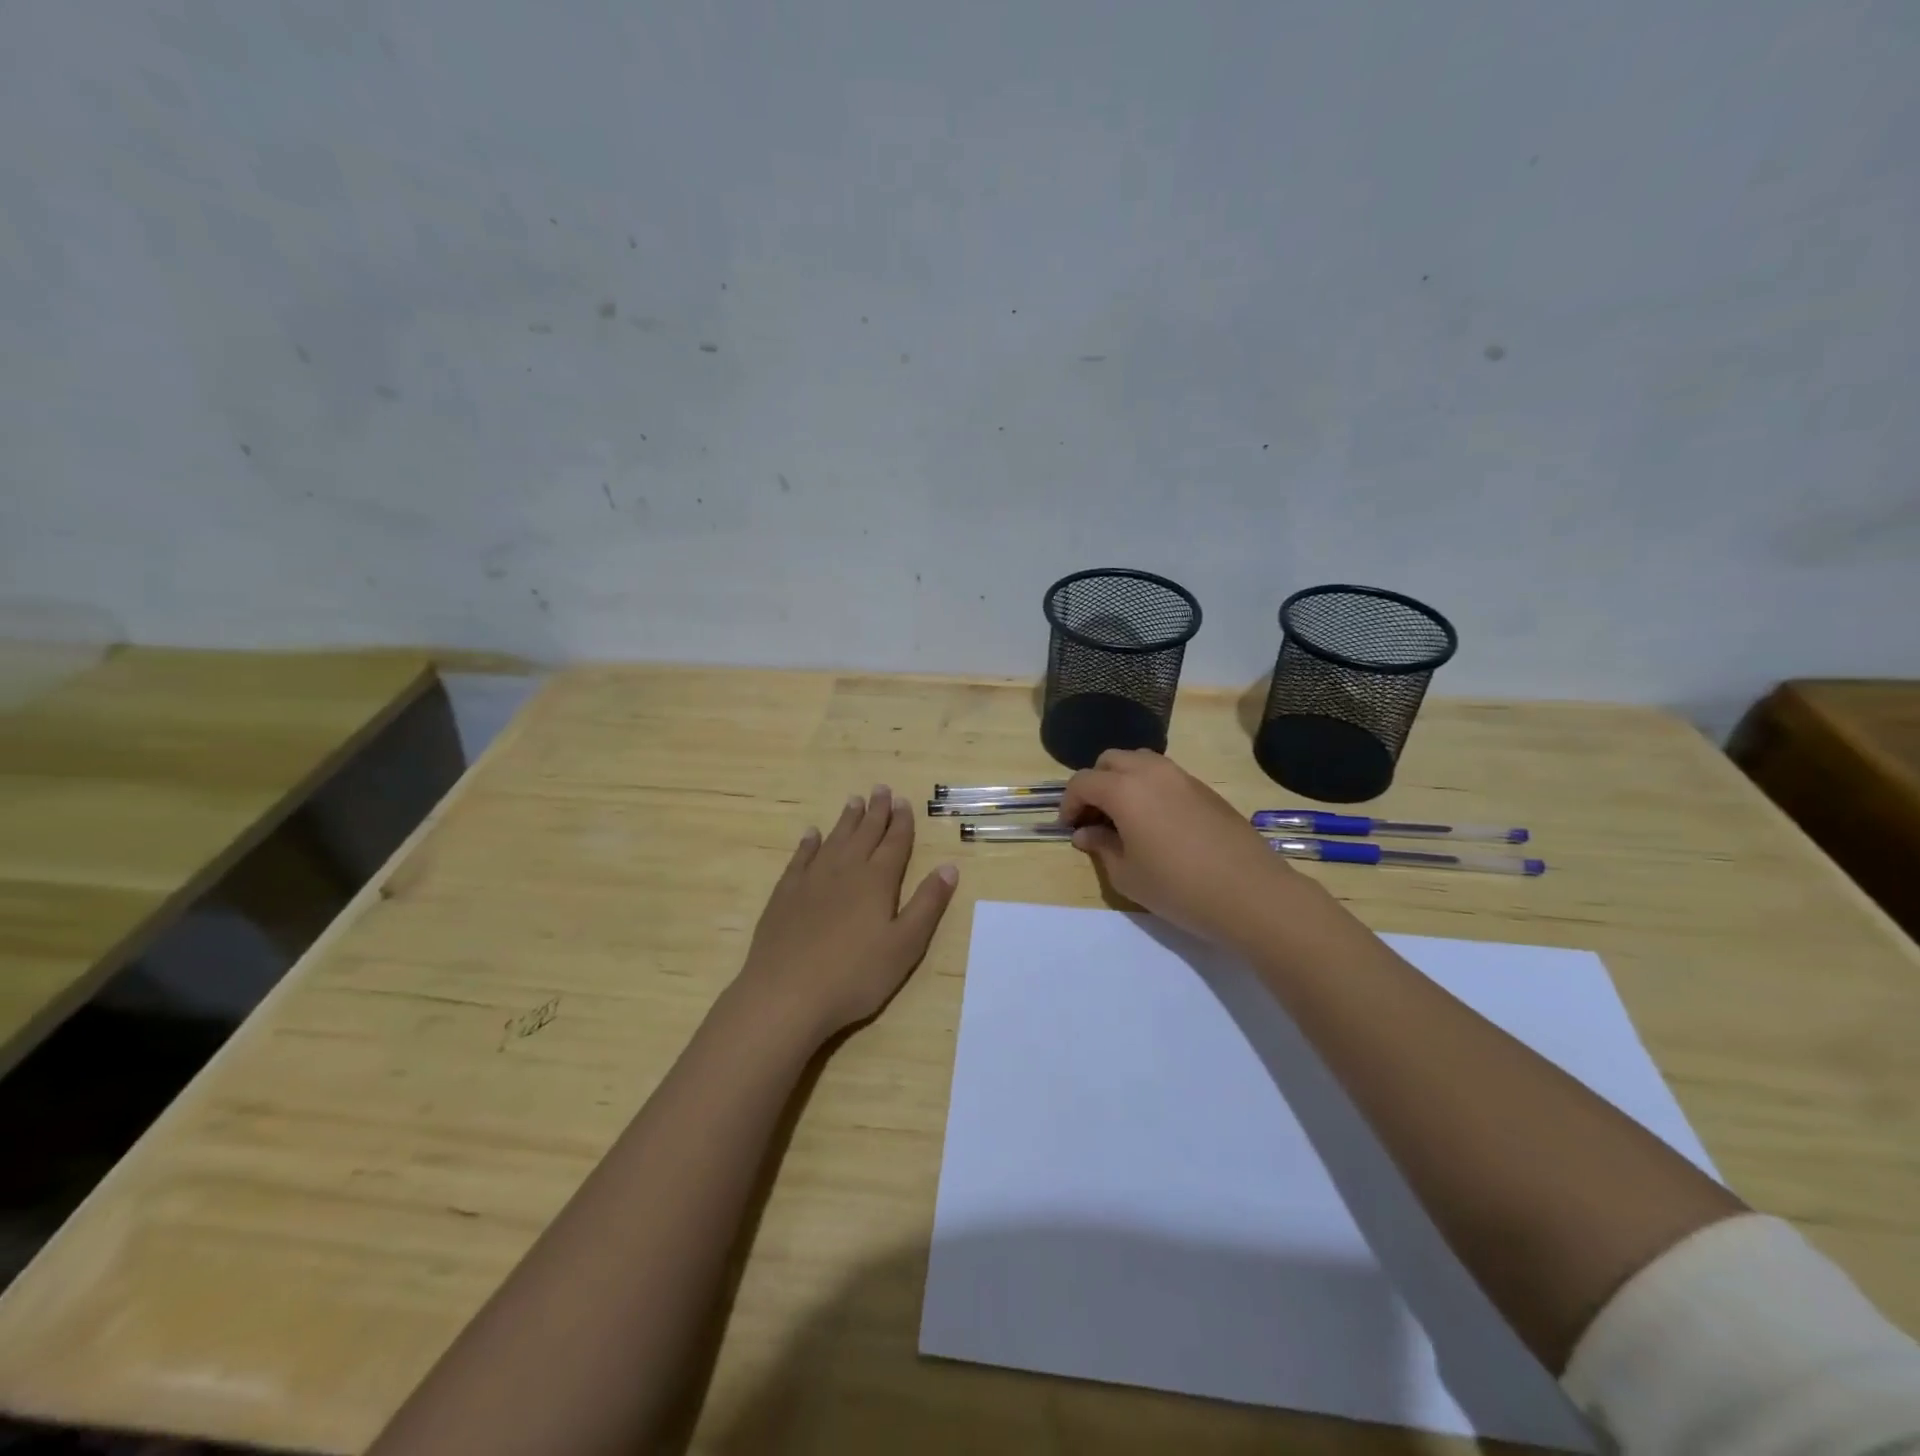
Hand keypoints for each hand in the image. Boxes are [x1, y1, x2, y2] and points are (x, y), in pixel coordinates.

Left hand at [735, 786, 958, 1043]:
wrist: (786, 994)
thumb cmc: (855, 976)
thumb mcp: (905, 946)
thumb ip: (928, 904)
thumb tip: (950, 867)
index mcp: (877, 881)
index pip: (894, 843)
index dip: (901, 822)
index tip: (904, 802)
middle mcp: (845, 870)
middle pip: (864, 834)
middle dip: (876, 811)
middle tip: (881, 789)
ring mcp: (811, 880)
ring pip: (834, 840)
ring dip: (846, 820)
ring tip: (854, 801)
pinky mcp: (785, 894)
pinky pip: (800, 858)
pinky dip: (809, 843)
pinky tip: (811, 835)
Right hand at [1061, 750, 1309, 951]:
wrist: (1250, 893)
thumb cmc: (1178, 887)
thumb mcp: (1127, 875)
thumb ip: (1101, 847)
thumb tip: (1086, 832)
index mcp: (1124, 790)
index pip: (1083, 782)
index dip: (1069, 803)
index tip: (1070, 828)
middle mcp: (1151, 772)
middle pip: (1111, 760)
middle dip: (1095, 784)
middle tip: (1095, 819)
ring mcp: (1182, 777)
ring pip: (1141, 761)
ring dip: (1123, 781)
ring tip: (1125, 817)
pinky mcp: (1205, 789)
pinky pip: (1166, 775)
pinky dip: (1149, 787)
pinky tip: (1156, 823)